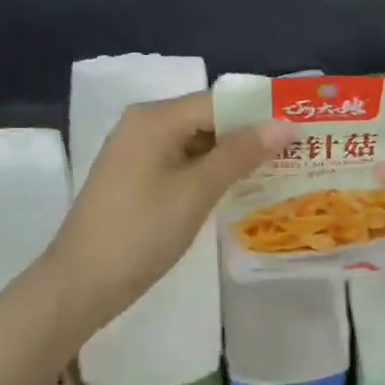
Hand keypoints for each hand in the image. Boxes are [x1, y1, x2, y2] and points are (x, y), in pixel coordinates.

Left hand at [46, 91, 294, 331]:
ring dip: (232, 157)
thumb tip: (285, 123)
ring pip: (195, 144)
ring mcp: (136, 152)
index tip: (302, 129)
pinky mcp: (135, 178)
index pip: (219, 102)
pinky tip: (238, 189)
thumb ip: (241, 154)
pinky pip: (181, 163)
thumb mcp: (196, 191)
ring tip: (279, 171)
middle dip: (249, 136)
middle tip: (297, 153)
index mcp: (155, 118)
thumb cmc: (141, 232)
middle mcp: (143, 125)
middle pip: (207, 120)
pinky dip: (209, 173)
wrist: (81, 282)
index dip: (261, 113)